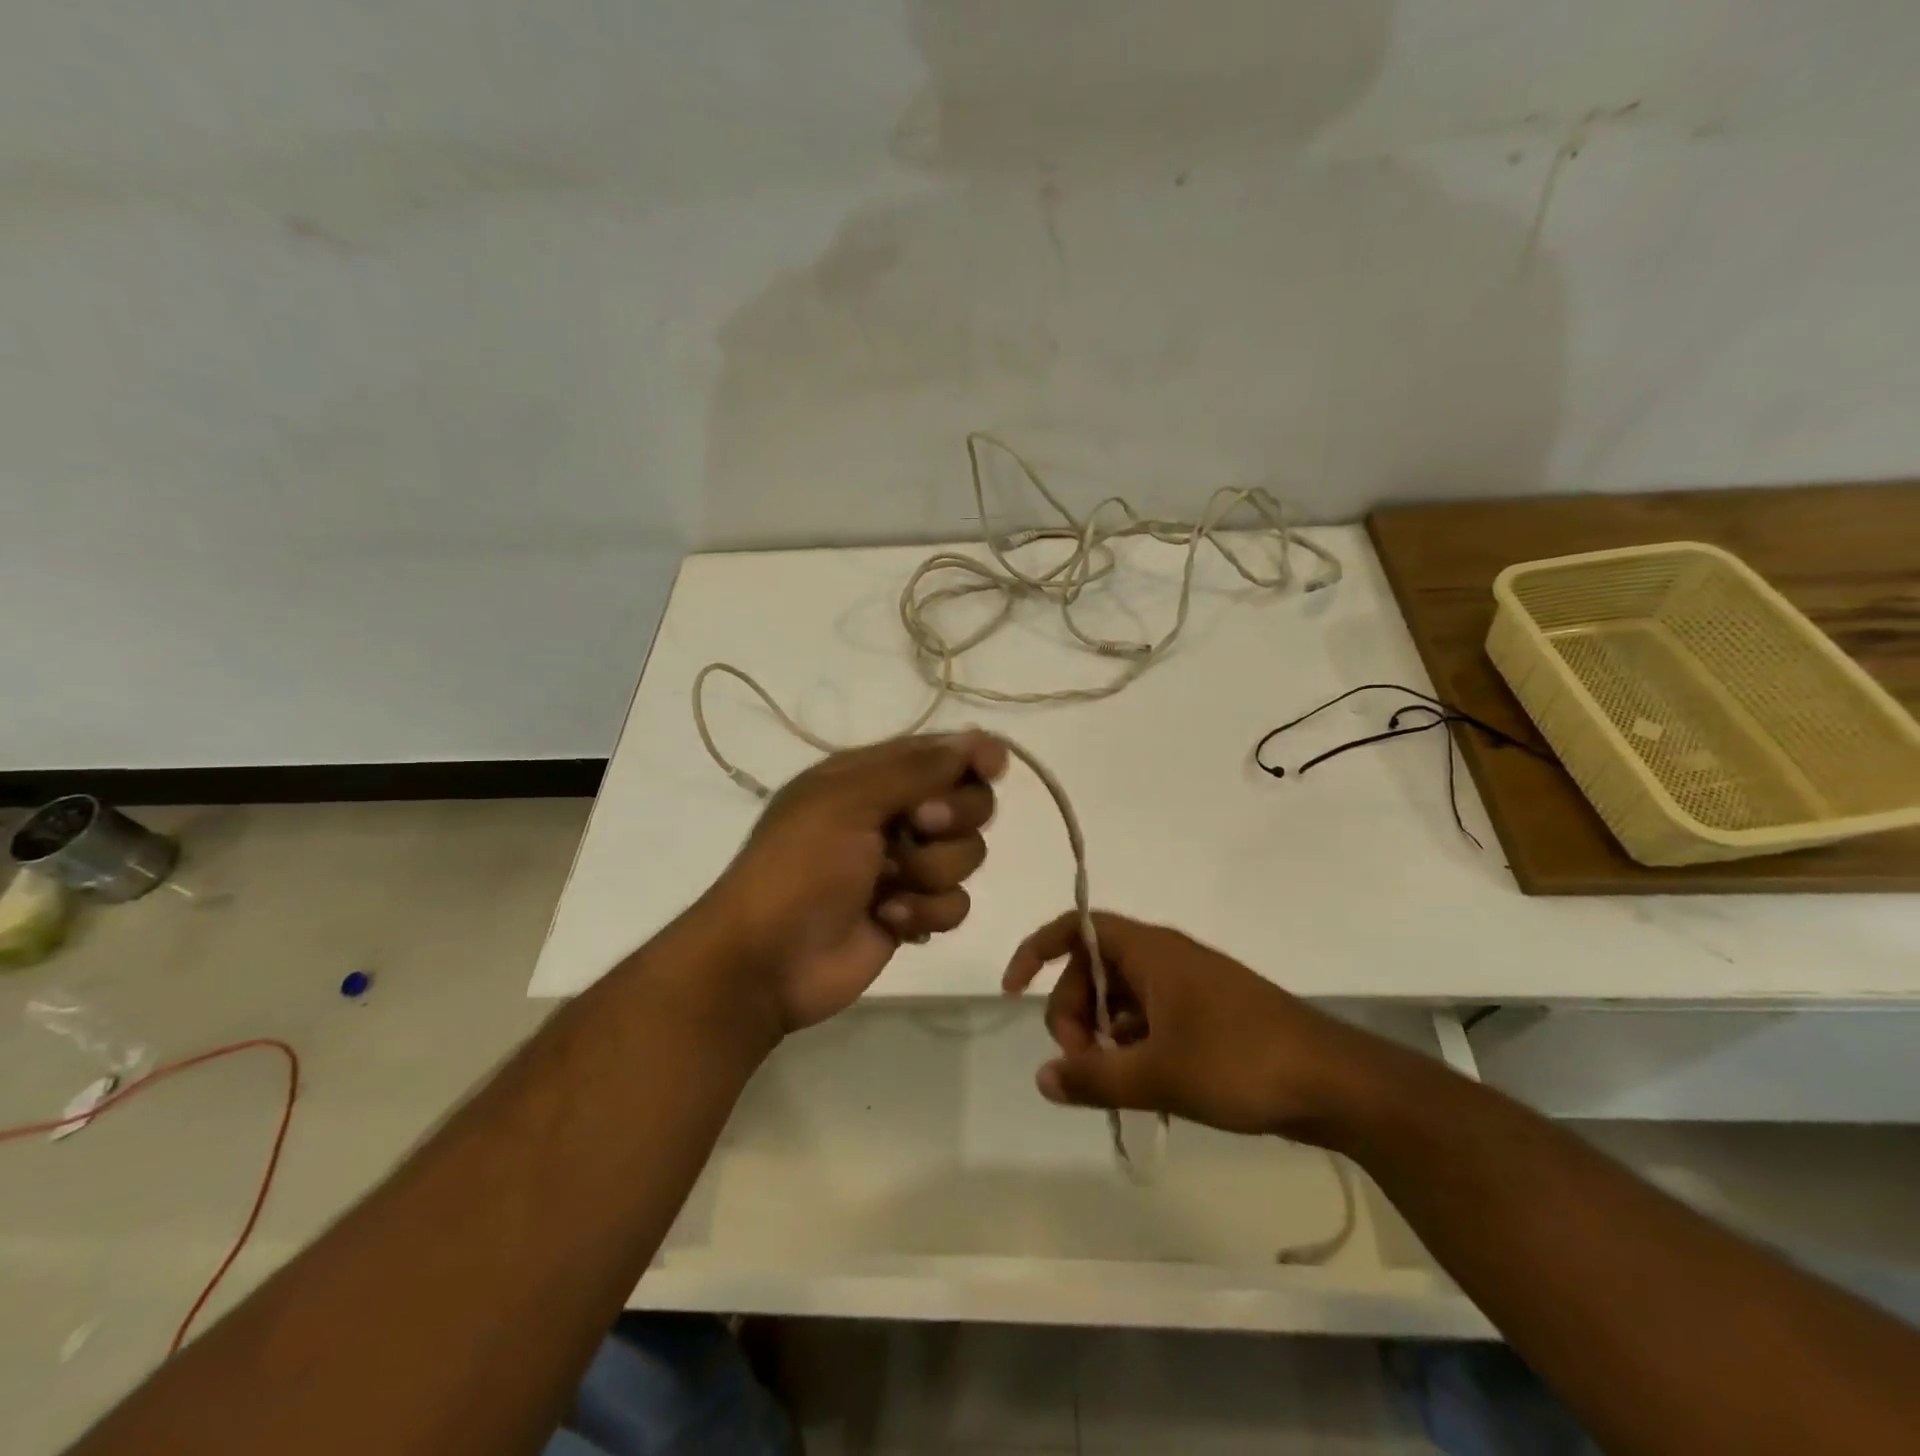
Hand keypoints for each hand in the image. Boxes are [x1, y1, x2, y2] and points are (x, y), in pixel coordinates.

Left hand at [703, 731, 1007, 1030]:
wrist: (767, 960)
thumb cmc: (799, 867)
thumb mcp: (849, 802)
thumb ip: (917, 770)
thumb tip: (979, 740)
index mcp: (870, 778)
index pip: (938, 753)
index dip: (971, 756)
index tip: (993, 768)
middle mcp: (893, 815)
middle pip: (967, 802)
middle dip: (954, 817)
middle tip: (919, 826)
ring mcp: (905, 866)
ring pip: (966, 854)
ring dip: (932, 870)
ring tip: (889, 886)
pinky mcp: (913, 911)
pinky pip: (955, 902)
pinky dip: (926, 911)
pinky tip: (888, 919)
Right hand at [1002, 910, 1409, 1142]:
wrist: (1335, 1083)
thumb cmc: (1240, 1061)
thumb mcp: (1158, 1074)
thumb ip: (1094, 1077)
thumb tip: (1043, 1078)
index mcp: (1149, 951)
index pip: (1076, 928)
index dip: (1037, 952)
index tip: (1014, 991)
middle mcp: (1164, 958)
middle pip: (1093, 971)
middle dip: (1073, 1014)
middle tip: (1082, 1066)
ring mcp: (1188, 987)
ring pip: (1121, 1000)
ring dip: (1104, 1036)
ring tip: (1116, 1084)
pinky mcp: (1207, 1016)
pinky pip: (1150, 1020)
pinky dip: (1134, 1047)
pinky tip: (1145, 1088)